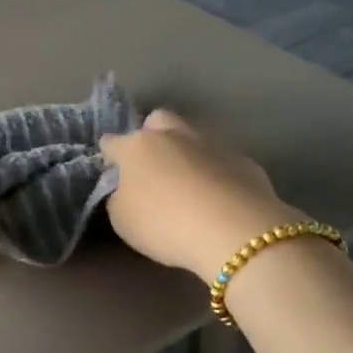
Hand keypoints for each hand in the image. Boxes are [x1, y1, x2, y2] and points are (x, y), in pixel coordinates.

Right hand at [100, 110, 297, 281]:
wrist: (235, 232)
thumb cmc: (165, 224)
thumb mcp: (122, 220)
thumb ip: (119, 197)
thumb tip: (127, 188)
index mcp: (138, 147)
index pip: (112, 142)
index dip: (108, 154)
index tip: (110, 168)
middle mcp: (174, 136)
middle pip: (157, 120)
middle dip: (150, 135)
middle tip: (151, 166)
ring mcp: (212, 144)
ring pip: (192, 137)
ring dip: (186, 153)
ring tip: (188, 185)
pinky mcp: (244, 161)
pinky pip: (221, 161)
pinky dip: (215, 173)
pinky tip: (217, 197)